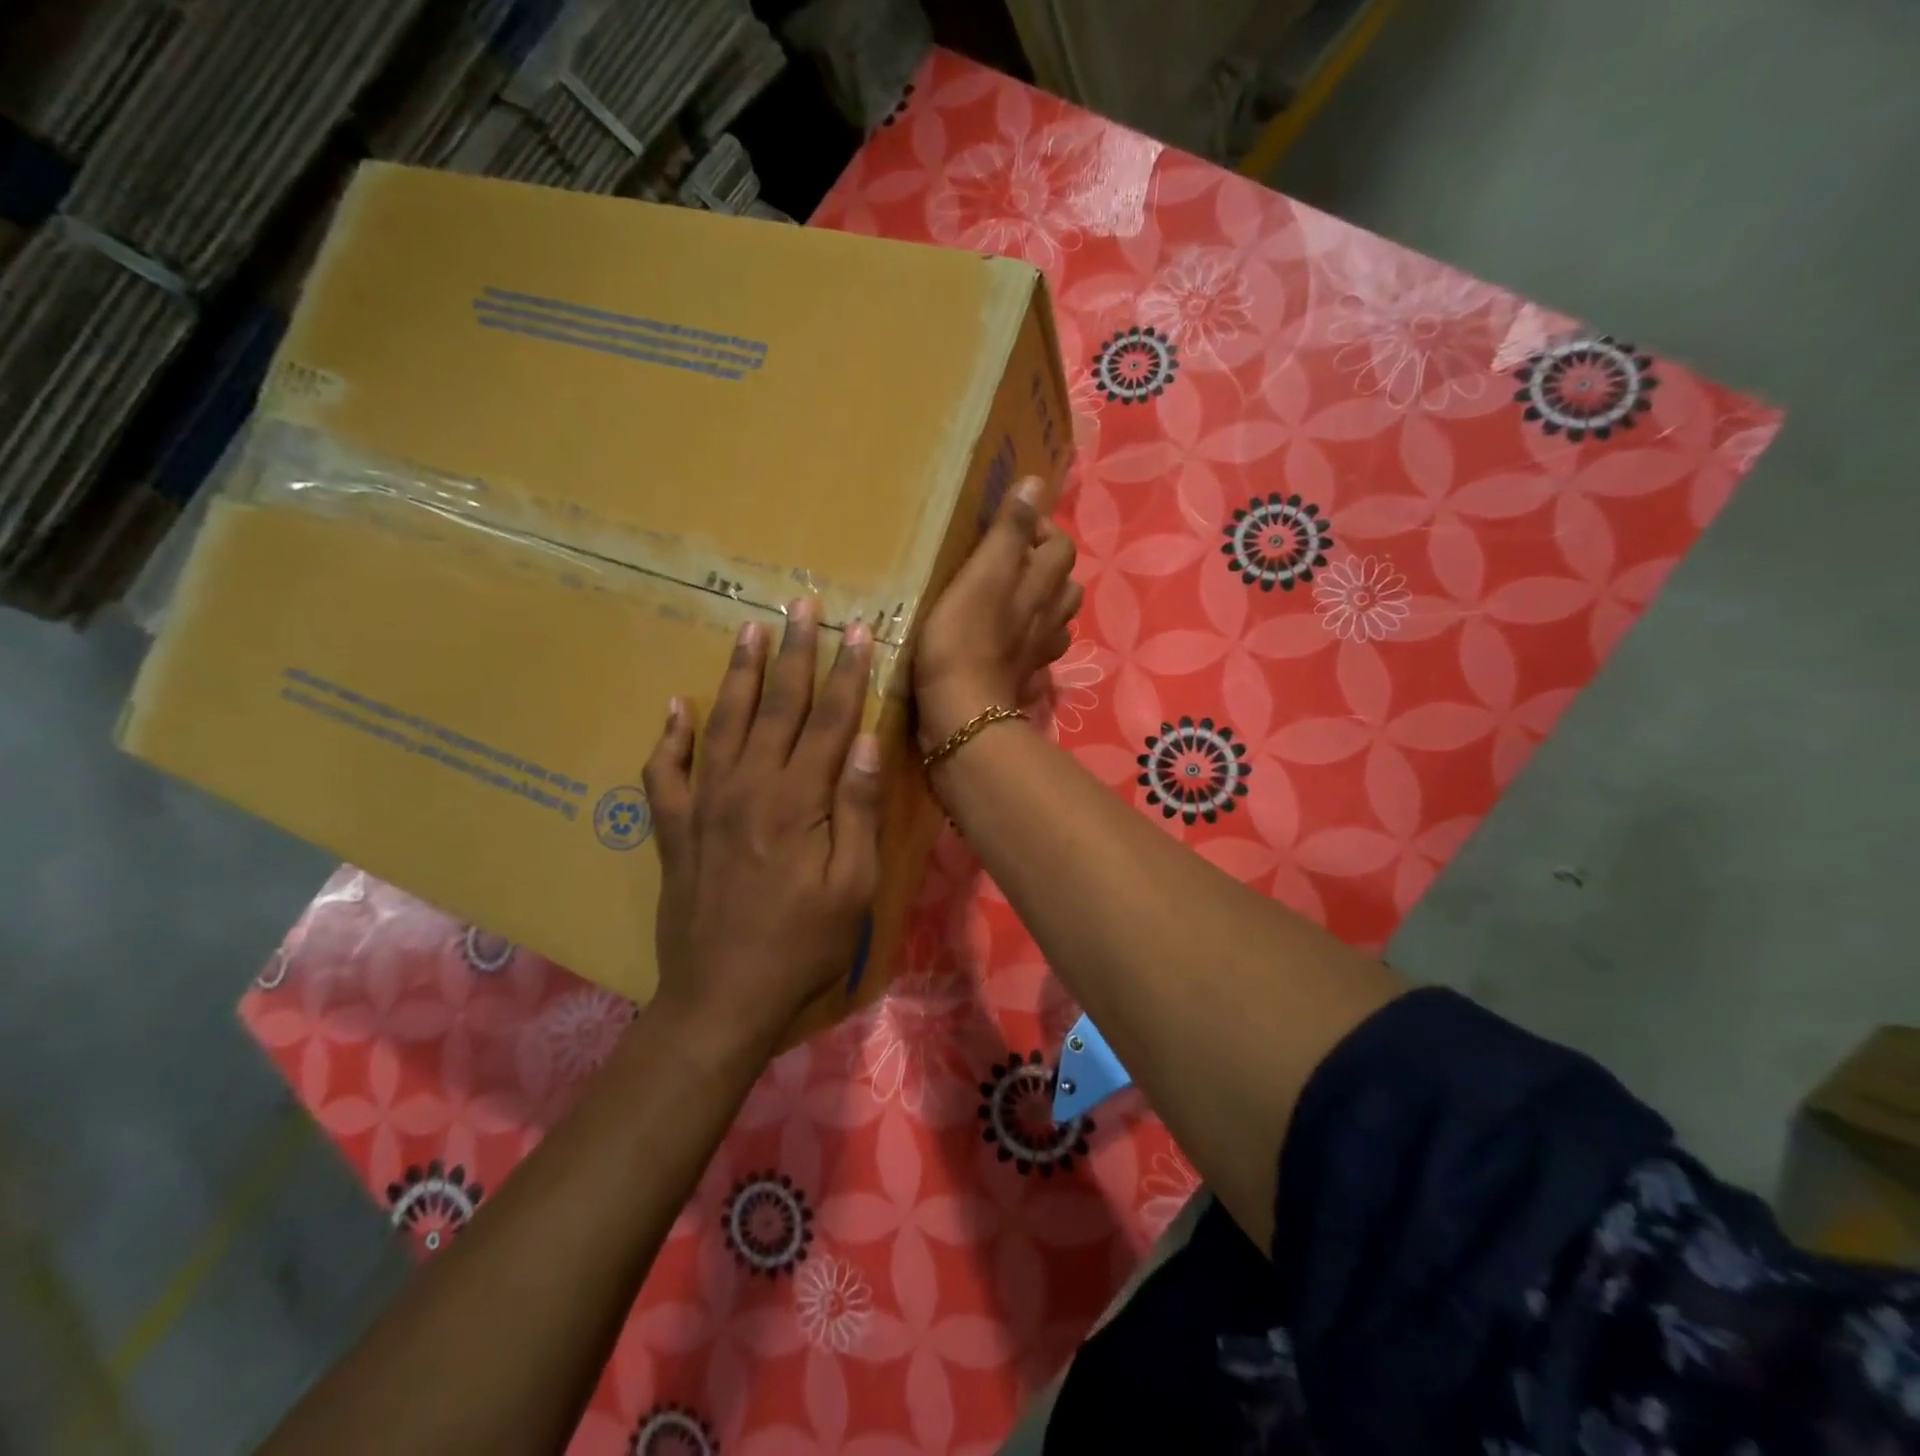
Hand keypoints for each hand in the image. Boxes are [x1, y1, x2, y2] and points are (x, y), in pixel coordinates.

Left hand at [641, 599, 881, 1040]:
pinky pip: (664, 772)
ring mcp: (704, 805)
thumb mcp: (851, 886)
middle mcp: (748, 788)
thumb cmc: (802, 945)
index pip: (829, 720)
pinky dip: (669, 737)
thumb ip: (856, 810)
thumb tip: (865, 742)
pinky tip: (676, 706)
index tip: (858, 630)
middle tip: (803, 603)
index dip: (847, 673)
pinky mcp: (674, 829)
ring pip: (724, 722)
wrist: (723, 998)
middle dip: (796, 652)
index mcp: (797, 801)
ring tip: (751, 629)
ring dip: (741, 674)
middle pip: (778, 706)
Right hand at [915, 476, 1081, 750]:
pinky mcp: (1023, 678)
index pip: (1059, 544)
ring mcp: (1039, 651)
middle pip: (1066, 582)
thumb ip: (1010, 530)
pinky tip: (1010, 639)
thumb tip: (1035, 483)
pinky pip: (1038, 650)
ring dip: (1042, 602)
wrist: (962, 711)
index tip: (1006, 527)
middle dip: (1045, 565)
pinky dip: (1030, 639)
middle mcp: (1050, 617)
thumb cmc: (964, 638)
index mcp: (1042, 586)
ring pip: (1056, 618)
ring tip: (1011, 596)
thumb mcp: (983, 573)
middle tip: (1008, 561)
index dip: (1039, 529)